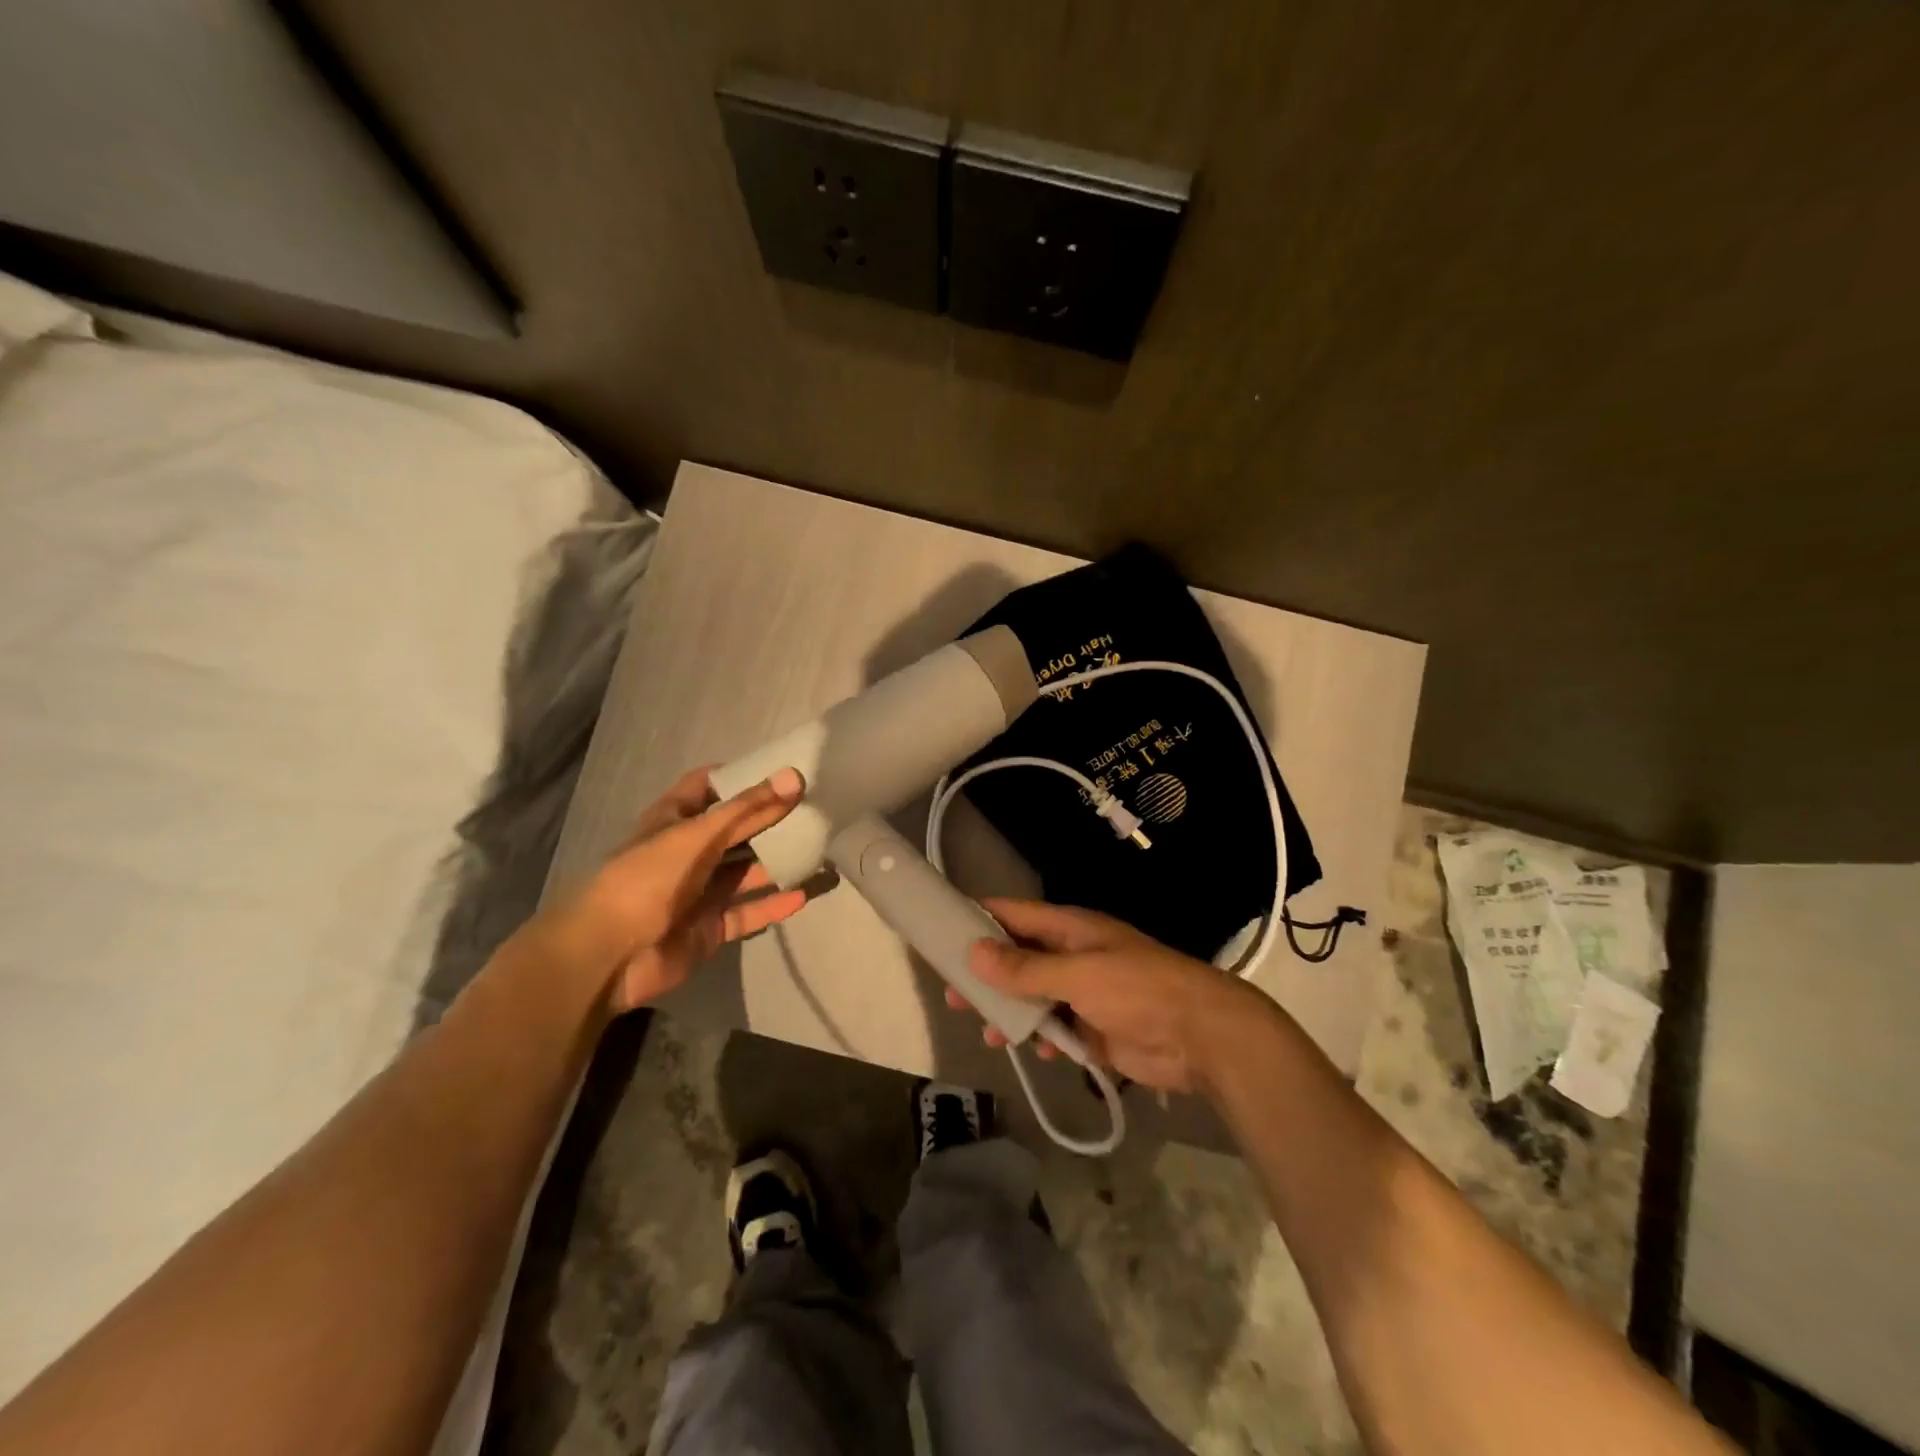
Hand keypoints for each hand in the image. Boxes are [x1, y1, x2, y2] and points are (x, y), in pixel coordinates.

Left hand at [565, 765, 813, 1012]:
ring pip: (747, 872)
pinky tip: (805, 894)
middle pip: (736, 830)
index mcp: (674, 820)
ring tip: (821, 850)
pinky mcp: (710, 927)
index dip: (739, 776)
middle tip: (815, 808)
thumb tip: (794, 777)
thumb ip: (747, 810)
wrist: (608, 956)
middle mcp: (688, 852)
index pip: (707, 787)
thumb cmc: (646, 879)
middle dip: (771, 820)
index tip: (780, 770)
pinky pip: (749, 912)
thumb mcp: (697, 835)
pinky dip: (774, 904)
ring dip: (779, 863)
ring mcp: (700, 892)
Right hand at [954, 899, 1268, 1093]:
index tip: (942, 931)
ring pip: (1033, 996)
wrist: (1202, 1037)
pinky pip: (1055, 1028)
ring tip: (984, 1031)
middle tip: (951, 994)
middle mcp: (1072, 954)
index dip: (978, 919)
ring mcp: (1084, 992)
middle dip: (986, 974)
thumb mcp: (1079, 974)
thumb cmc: (1139, 991)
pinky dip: (1041, 1037)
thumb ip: (1026, 968)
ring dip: (1009, 1011)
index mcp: (1070, 928)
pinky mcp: (1094, 1028)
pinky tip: (1033, 1052)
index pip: (1014, 914)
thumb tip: (974, 952)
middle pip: (1017, 957)